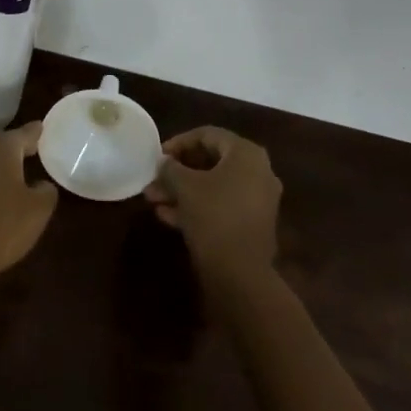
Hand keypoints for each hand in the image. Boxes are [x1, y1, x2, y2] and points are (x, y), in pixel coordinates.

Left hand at [0, 122, 57, 290]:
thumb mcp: (36, 212)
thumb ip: (46, 192)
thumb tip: (42, 184)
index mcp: (3, 148)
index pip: (26, 133)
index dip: (37, 133)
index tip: (45, 128)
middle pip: (4, 146)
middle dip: (19, 150)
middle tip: (35, 152)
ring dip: (2, 170)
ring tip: (19, 178)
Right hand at [146, 125, 281, 280]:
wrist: (241, 275)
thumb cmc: (213, 216)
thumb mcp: (184, 187)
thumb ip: (171, 168)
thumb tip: (163, 162)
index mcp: (246, 153)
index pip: (207, 135)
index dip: (178, 142)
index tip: (157, 155)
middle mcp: (258, 171)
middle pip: (210, 162)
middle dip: (177, 171)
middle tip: (153, 179)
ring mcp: (257, 200)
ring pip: (213, 186)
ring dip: (182, 191)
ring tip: (153, 199)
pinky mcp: (252, 225)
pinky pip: (221, 206)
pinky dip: (196, 207)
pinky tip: (166, 216)